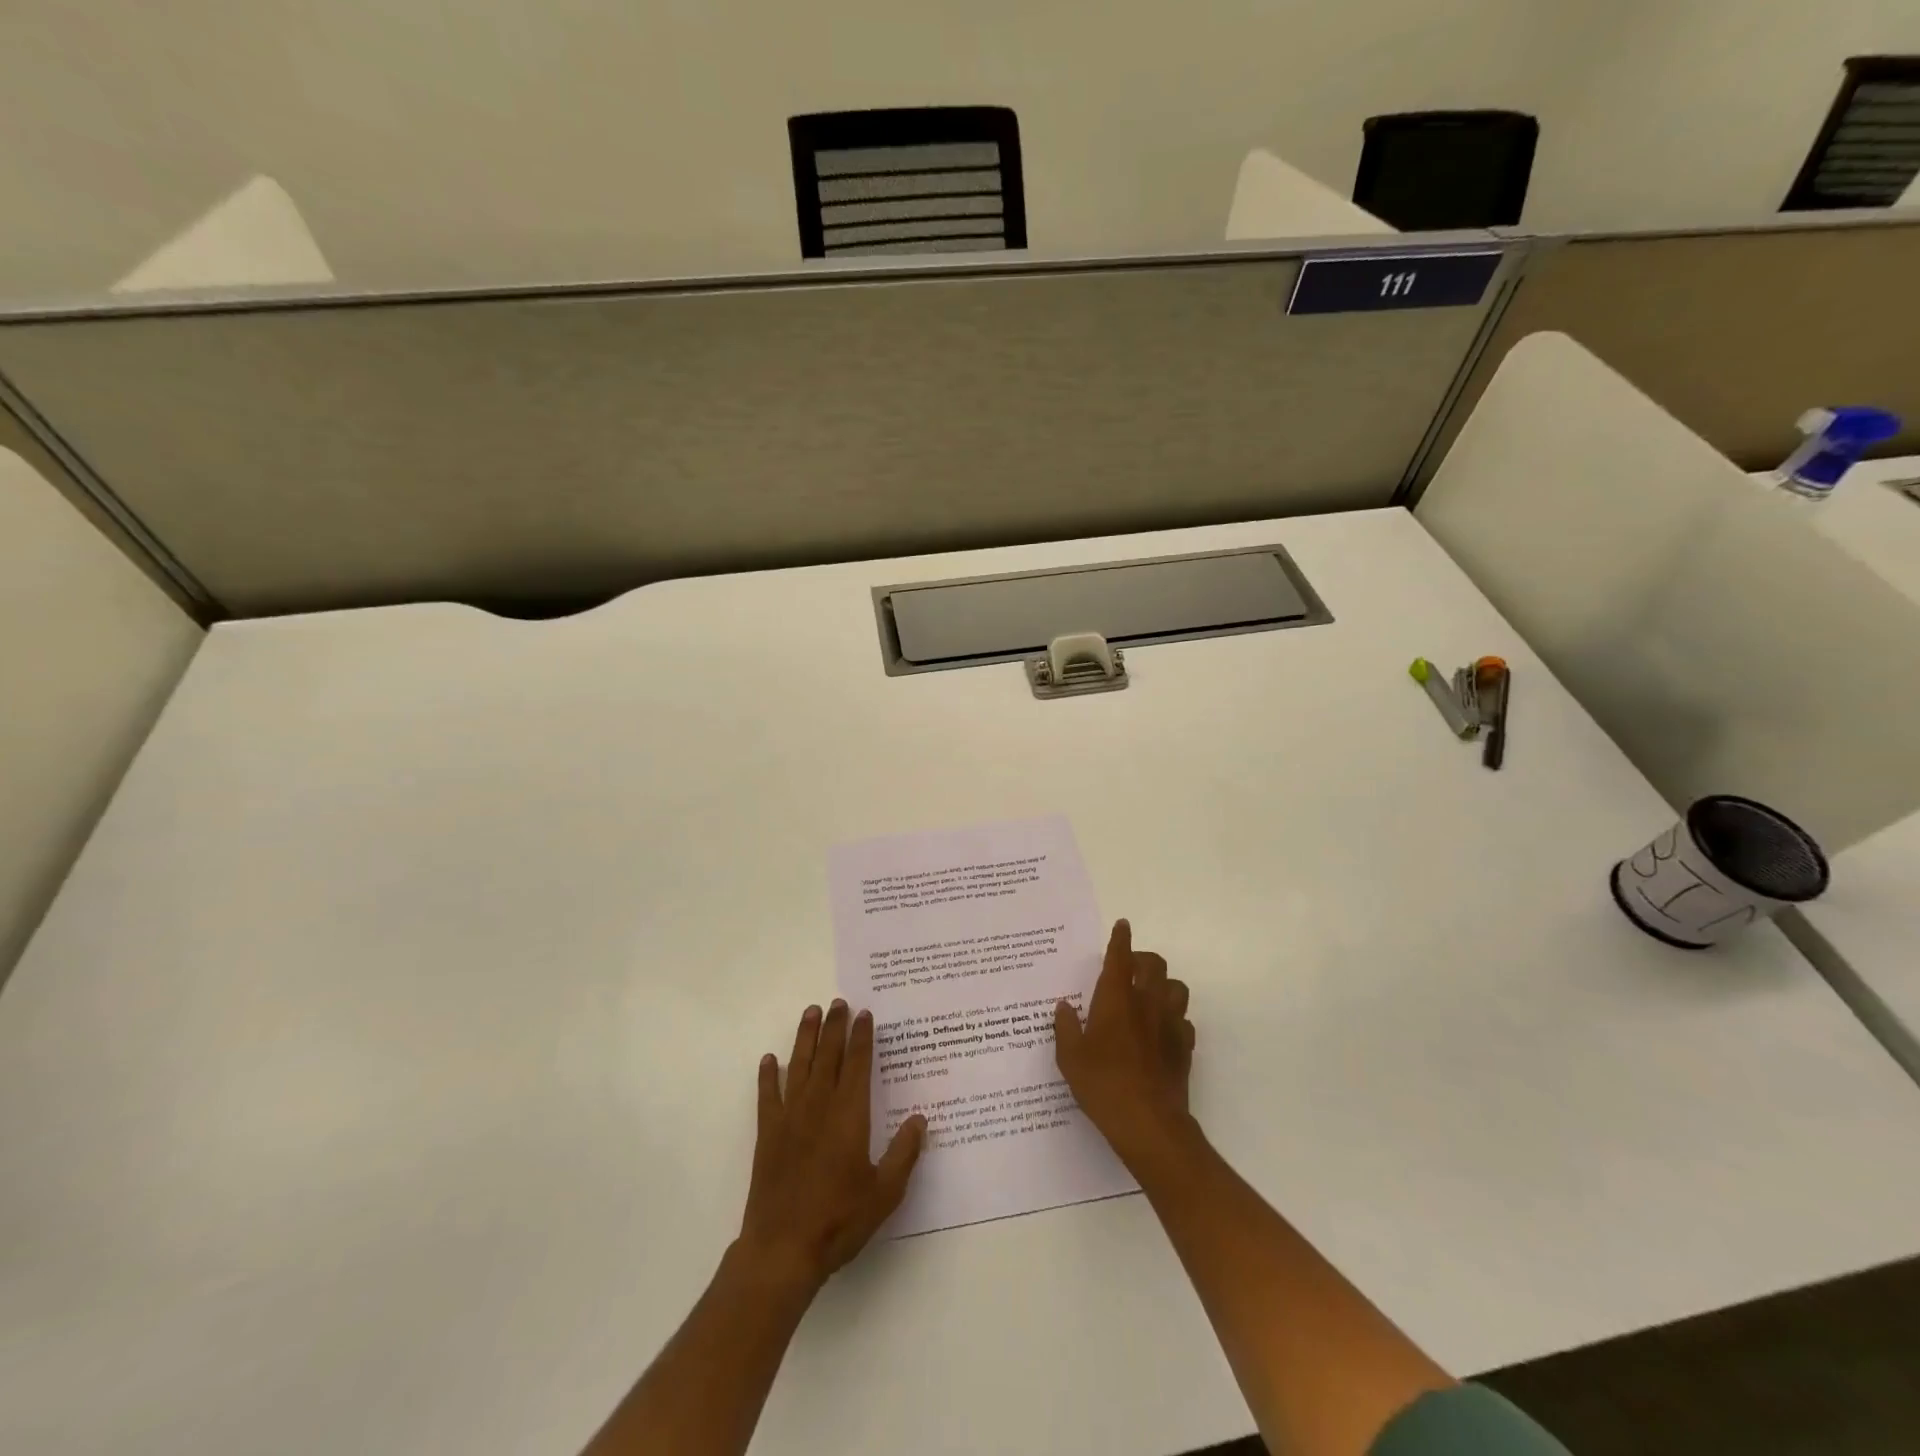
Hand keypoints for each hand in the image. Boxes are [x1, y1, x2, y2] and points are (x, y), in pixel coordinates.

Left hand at [739, 1001, 926, 1293]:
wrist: (782, 1249)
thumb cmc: (839, 1220)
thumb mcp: (885, 1193)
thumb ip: (904, 1153)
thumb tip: (920, 1119)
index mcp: (849, 1115)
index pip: (857, 1064)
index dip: (861, 1037)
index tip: (864, 1014)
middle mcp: (819, 1106)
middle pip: (828, 1055)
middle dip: (835, 1026)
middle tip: (839, 1002)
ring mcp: (789, 1117)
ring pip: (799, 1065)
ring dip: (805, 1037)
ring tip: (811, 1012)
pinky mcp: (767, 1134)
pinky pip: (767, 1095)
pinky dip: (768, 1075)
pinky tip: (769, 1060)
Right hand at [1054, 920, 1195, 1168]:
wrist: (1148, 1123)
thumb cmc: (1102, 1084)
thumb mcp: (1070, 1058)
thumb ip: (1065, 1028)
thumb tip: (1064, 1007)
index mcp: (1116, 998)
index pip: (1120, 957)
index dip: (1121, 939)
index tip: (1122, 925)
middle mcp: (1146, 1003)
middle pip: (1154, 964)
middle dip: (1142, 959)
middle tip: (1127, 969)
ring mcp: (1170, 1024)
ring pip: (1176, 987)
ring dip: (1163, 985)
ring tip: (1148, 996)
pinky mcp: (1184, 1047)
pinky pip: (1184, 1020)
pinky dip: (1174, 1019)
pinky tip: (1161, 1032)